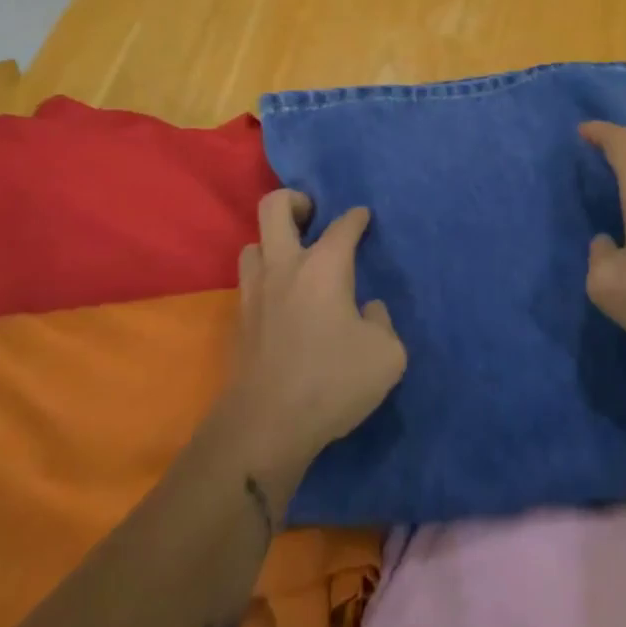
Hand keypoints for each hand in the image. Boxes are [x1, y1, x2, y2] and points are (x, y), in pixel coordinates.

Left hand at [228, 190, 406, 485]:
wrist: (266, 425)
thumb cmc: (332, 381)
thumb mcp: (386, 355)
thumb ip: (382, 323)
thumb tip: (368, 311)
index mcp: (324, 266)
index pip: (342, 226)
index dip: (356, 218)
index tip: (362, 217)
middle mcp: (284, 266)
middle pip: (275, 207)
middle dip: (295, 201)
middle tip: (312, 216)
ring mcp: (254, 291)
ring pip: (253, 244)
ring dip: (273, 243)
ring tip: (294, 260)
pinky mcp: (238, 321)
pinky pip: (248, 282)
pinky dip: (265, 280)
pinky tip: (281, 301)